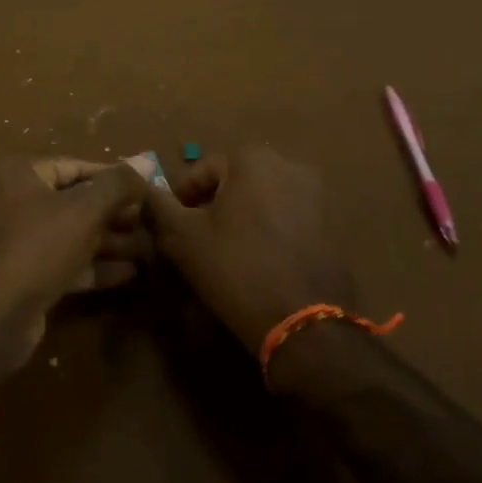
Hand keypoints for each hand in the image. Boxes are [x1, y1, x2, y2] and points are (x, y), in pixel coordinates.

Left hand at [0, 155, 153, 373]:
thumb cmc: (35, 247)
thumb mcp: (84, 210)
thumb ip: (118, 185)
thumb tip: (148, 161)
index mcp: (19, 174)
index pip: (75, 166)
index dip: (113, 177)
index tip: (147, 187)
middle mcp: (14, 202)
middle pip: (74, 201)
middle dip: (114, 213)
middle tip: (152, 221)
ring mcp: (17, 243)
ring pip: (72, 235)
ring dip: (109, 242)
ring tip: (150, 249)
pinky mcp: (24, 279)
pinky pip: (65, 264)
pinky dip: (95, 267)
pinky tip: (130, 274)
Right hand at [145, 146, 358, 354]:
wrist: (305, 323)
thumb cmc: (236, 269)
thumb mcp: (182, 238)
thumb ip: (158, 206)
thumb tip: (146, 191)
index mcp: (252, 160)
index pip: (202, 170)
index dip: (181, 198)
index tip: (171, 228)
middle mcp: (290, 165)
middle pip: (236, 182)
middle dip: (214, 206)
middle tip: (198, 241)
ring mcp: (318, 195)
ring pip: (264, 200)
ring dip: (243, 219)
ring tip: (229, 253)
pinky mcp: (335, 225)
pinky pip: (290, 219)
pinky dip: (271, 232)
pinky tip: (261, 262)